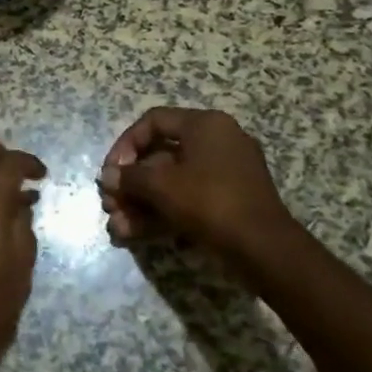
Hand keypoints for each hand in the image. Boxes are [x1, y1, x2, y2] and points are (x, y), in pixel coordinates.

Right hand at [97, 108, 305, 281]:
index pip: (153, 122)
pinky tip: (134, 234)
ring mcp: (226, 173)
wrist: (265, 249)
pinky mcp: (229, 201)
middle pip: (160, 156)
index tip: (111, 171)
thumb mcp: (162, 186)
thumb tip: (106, 177)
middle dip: (131, 184)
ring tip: (118, 226)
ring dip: (141, 203)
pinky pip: (188, 199)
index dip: (125, 144)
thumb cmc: (210, 202)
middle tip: (110, 204)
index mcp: (205, 125)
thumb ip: (129, 177)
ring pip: (172, 183)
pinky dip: (162, 213)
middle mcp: (217, 142)